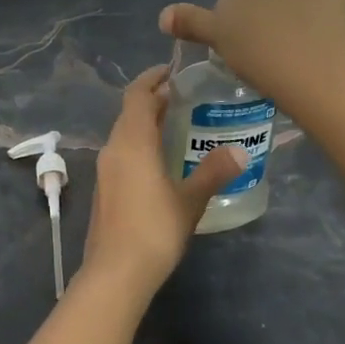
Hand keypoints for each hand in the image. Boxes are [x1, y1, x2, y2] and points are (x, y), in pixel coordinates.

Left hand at [81, 65, 246, 293]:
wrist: (115, 273)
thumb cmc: (154, 229)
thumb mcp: (190, 200)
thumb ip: (213, 172)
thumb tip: (240, 152)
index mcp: (132, 141)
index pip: (138, 95)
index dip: (153, 78)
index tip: (174, 71)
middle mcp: (113, 148)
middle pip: (130, 112)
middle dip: (154, 100)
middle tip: (184, 98)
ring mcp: (105, 170)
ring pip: (125, 134)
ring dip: (147, 124)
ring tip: (177, 125)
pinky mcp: (104, 189)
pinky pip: (122, 153)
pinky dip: (140, 145)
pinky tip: (161, 161)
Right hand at [159, 0, 344, 104]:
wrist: (305, 57)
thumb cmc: (254, 52)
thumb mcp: (216, 40)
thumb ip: (190, 23)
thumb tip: (162, 16)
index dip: (254, 15)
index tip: (260, 40)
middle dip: (283, 3)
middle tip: (286, 40)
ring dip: (313, 2)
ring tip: (316, 38)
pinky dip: (343, 3)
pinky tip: (339, 29)